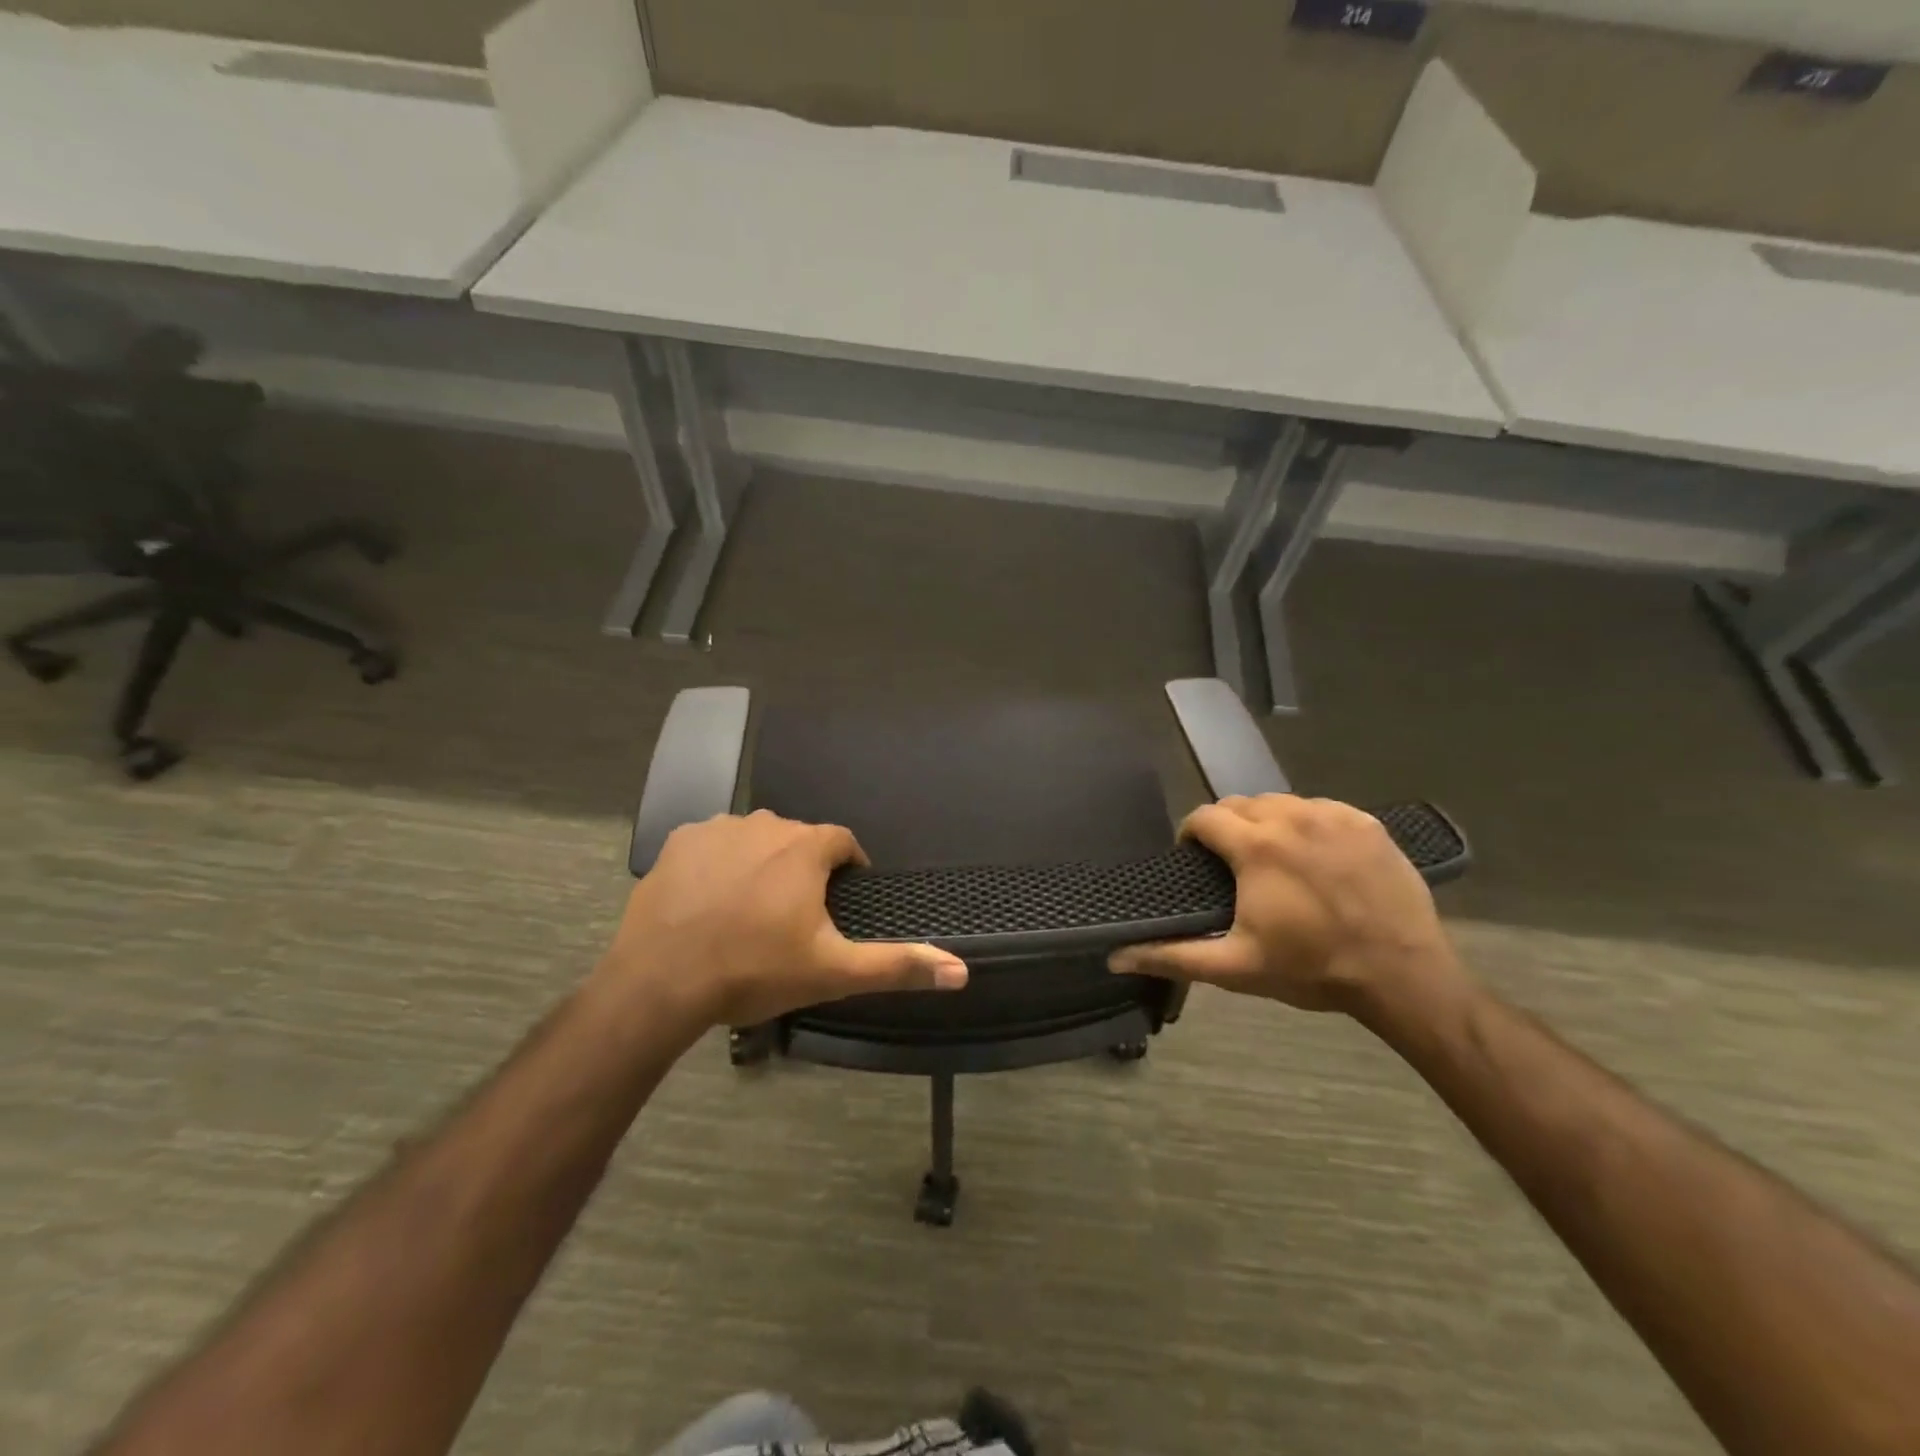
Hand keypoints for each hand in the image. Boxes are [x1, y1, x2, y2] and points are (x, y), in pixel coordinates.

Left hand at [602, 810, 968, 1029]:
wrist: (661, 982)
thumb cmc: (754, 971)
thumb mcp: (833, 972)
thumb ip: (898, 966)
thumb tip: (961, 970)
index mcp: (806, 848)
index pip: (843, 842)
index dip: (849, 867)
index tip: (843, 898)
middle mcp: (766, 824)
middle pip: (799, 839)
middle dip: (805, 868)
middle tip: (795, 916)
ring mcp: (718, 828)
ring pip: (756, 839)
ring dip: (763, 863)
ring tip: (752, 909)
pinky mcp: (679, 841)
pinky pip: (714, 843)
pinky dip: (721, 863)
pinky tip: (712, 900)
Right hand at [1109, 794, 1458, 1012]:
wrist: (1402, 975)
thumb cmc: (1312, 969)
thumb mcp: (1236, 967)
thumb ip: (1173, 956)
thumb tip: (1116, 955)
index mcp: (1255, 846)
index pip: (1204, 816)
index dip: (1191, 834)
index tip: (1194, 859)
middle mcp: (1291, 817)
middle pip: (1241, 804)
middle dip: (1227, 827)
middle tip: (1232, 864)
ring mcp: (1334, 816)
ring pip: (1281, 802)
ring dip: (1266, 823)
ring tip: (1273, 859)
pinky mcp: (1367, 822)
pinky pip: (1321, 808)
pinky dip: (1307, 824)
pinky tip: (1315, 856)